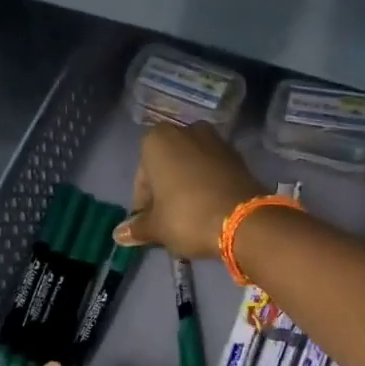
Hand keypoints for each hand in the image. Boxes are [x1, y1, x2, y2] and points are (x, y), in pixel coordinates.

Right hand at [114, 122, 263, 259]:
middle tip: (169, 223)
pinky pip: (213, 172)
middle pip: (167, 168)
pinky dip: (208, 187)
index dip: (144, 205)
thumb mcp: (157, 227)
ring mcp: (215, 141)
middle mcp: (186, 131)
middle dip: (165, 193)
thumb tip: (119, 234)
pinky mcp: (238, 156)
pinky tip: (210, 210)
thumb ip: (138, 227)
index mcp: (157, 140)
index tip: (150, 226)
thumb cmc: (188, 217)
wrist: (244, 221)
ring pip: (191, 168)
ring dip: (187, 189)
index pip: (141, 177)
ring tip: (190, 219)